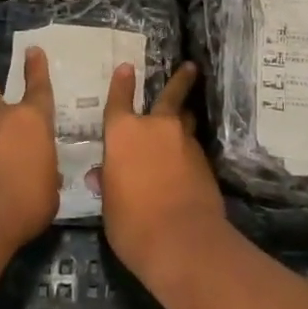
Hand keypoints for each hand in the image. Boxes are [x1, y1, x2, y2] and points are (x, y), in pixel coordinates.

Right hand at [98, 60, 228, 278]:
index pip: (119, 101)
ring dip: (184, 119)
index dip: (121, 84)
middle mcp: (156, 128)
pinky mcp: (204, 162)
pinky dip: (187, 150)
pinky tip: (185, 162)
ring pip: (185, 122)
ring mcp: (184, 143)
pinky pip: (192, 147)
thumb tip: (103, 174)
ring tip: (185, 118)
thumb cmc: (131, 222)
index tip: (126, 67)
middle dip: (180, 80)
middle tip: (191, 67)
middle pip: (170, 96)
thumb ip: (108, 182)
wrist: (182, 240)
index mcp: (123, 134)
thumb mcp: (109, 204)